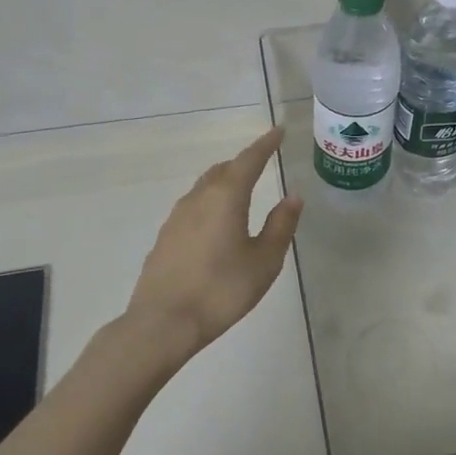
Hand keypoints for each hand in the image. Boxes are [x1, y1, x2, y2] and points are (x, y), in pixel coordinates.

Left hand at [121, 127, 302, 361]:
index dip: (265, 144)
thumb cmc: (221, 290)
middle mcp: (199, 198)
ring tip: (242, 191)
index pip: (249, 160)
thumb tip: (293, 197)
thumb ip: (280, 225)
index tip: (278, 131)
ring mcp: (177, 217)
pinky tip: (216, 223)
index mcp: (226, 197)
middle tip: (262, 162)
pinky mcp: (165, 237)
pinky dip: (211, 202)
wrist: (162, 323)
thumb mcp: (264, 261)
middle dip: (244, 162)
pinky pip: (193, 206)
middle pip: (224, 169)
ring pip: (205, 187)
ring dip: (225, 181)